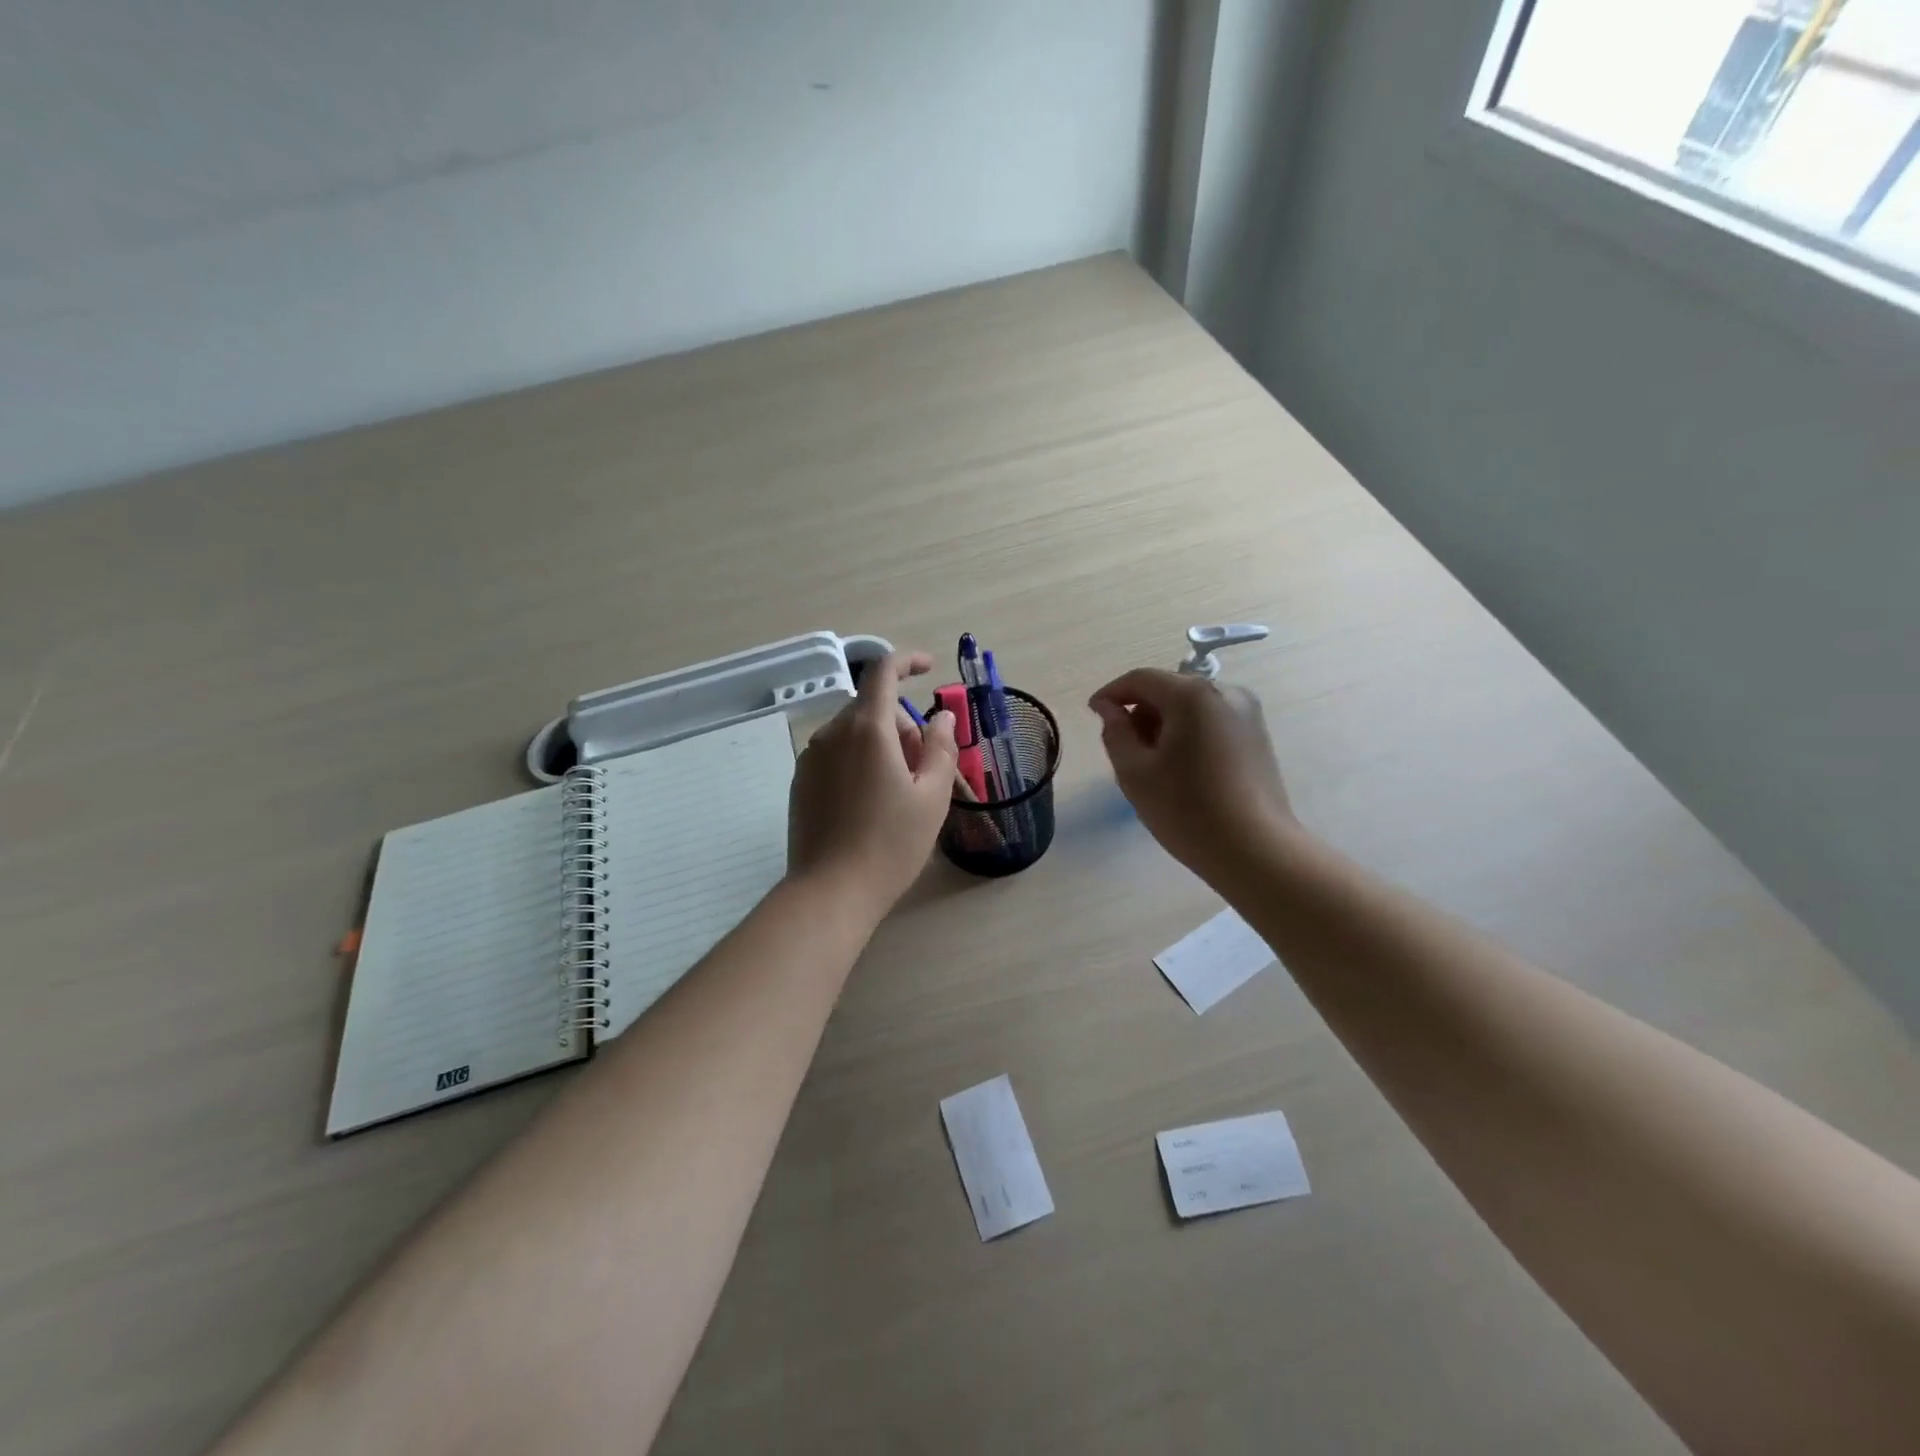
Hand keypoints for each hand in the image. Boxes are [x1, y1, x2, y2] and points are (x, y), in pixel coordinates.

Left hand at [788, 651, 958, 917]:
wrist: (831, 892)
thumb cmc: (891, 844)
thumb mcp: (932, 796)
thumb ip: (941, 747)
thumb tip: (942, 716)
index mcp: (868, 730)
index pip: (882, 671)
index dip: (907, 661)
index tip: (929, 669)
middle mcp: (833, 734)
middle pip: (873, 708)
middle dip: (903, 725)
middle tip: (923, 769)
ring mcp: (811, 758)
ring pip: (854, 732)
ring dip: (882, 744)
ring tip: (899, 792)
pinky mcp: (801, 781)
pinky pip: (837, 754)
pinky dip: (859, 761)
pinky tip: (870, 804)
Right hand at [1088, 668, 1294, 876]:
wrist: (1256, 851)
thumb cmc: (1187, 810)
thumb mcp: (1135, 772)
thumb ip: (1115, 732)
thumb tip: (1109, 709)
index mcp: (1192, 695)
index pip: (1141, 679)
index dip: (1112, 693)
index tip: (1093, 714)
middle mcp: (1225, 692)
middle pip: (1169, 689)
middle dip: (1140, 711)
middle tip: (1122, 749)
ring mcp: (1247, 713)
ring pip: (1191, 707)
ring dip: (1164, 724)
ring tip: (1152, 764)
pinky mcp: (1258, 736)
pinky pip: (1211, 722)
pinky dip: (1189, 734)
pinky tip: (1181, 770)